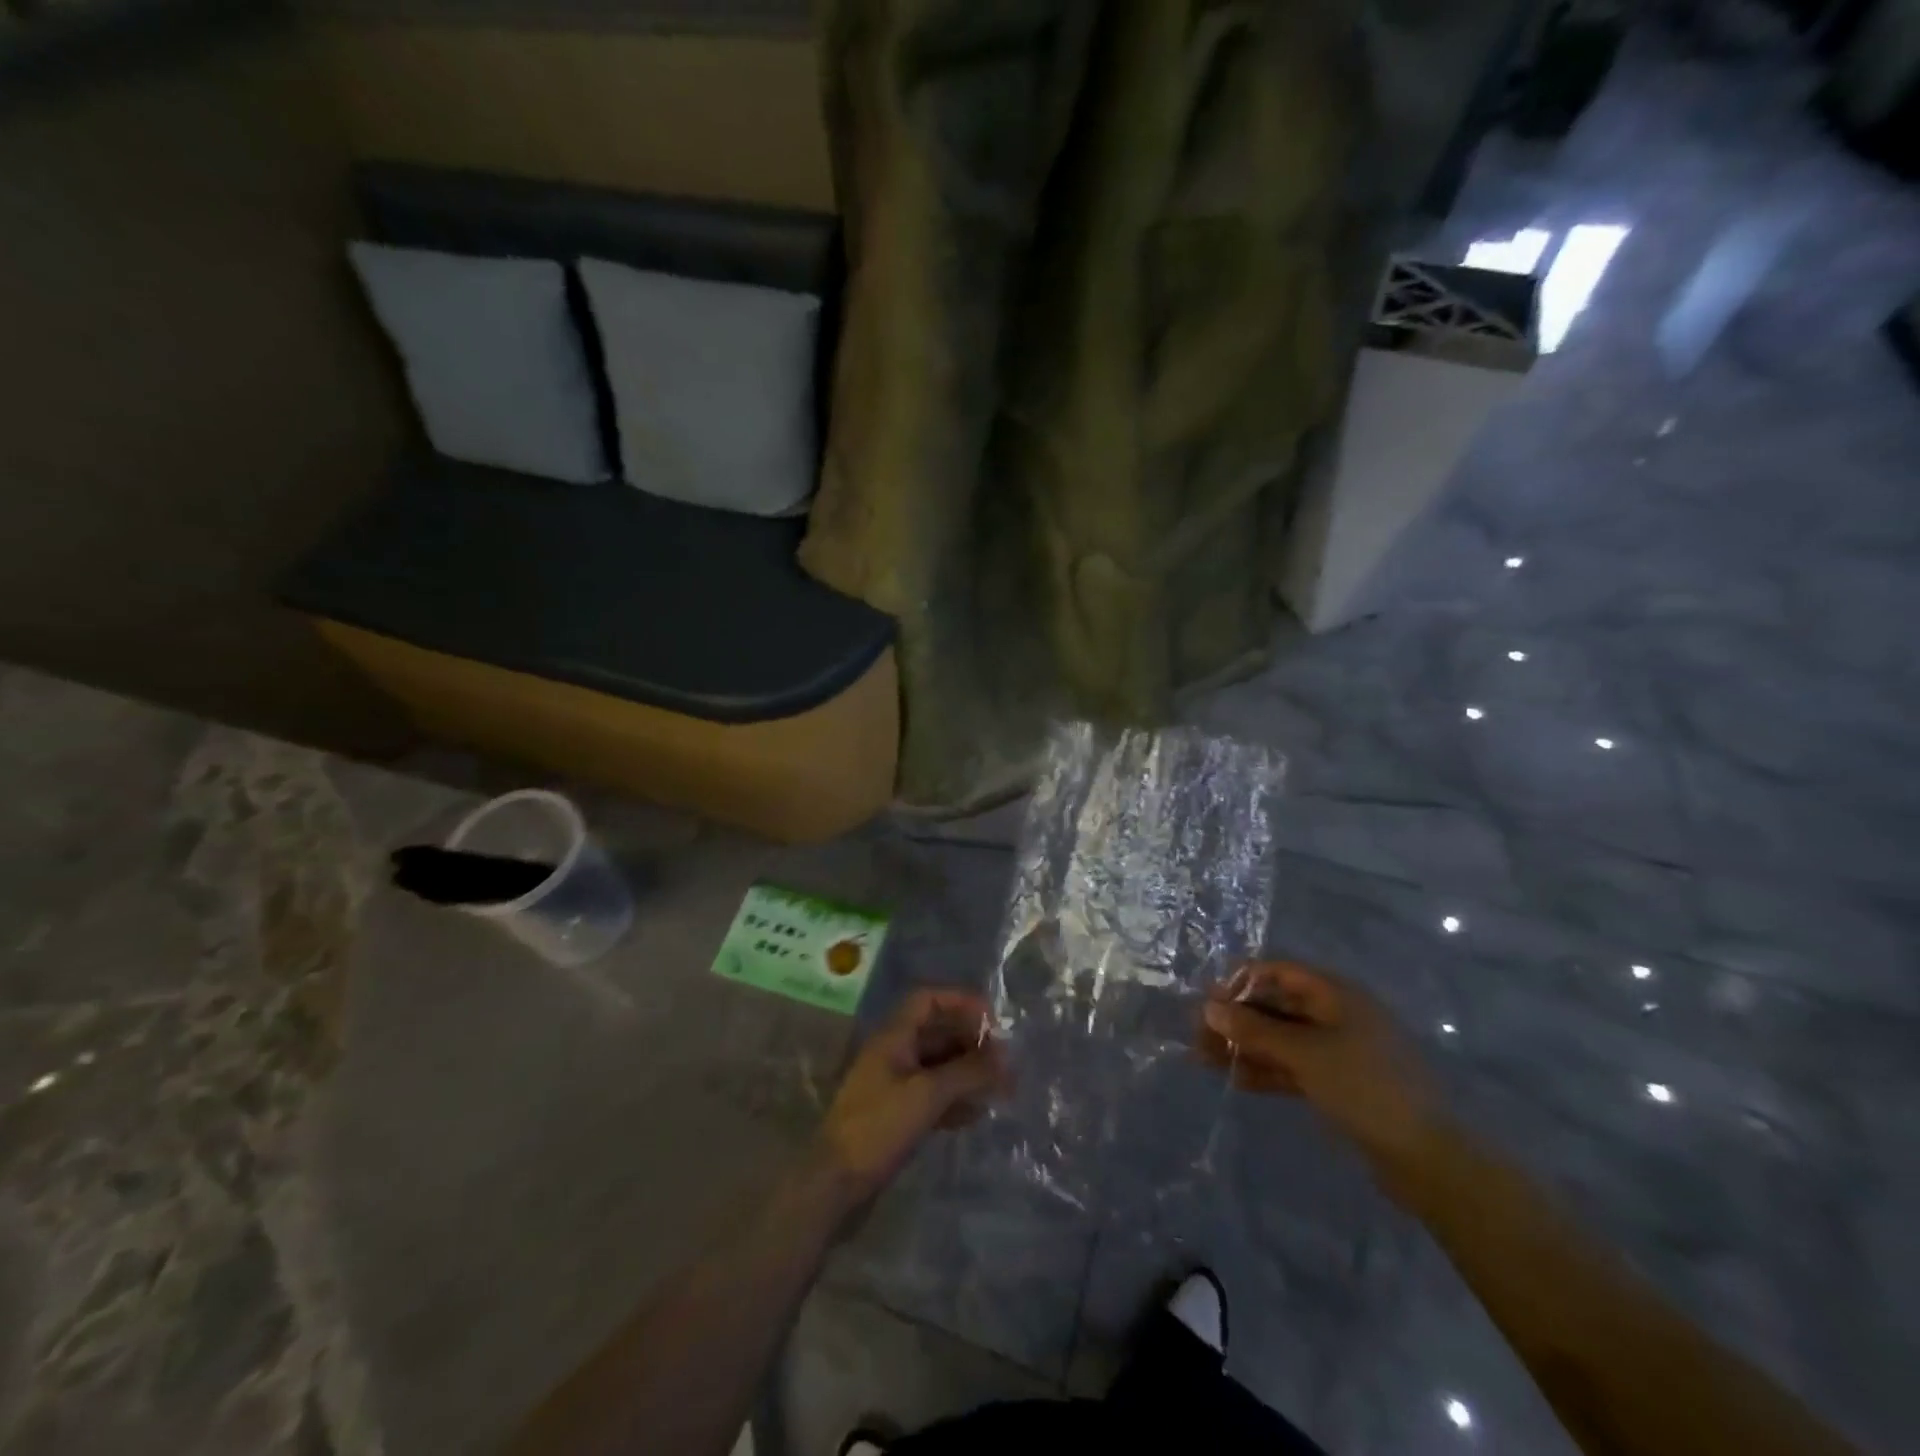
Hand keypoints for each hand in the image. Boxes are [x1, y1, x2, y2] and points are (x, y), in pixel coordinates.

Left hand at [814, 989, 1007, 1206]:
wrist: (834, 1182)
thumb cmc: (878, 1126)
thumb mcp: (927, 1094)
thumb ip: (967, 1072)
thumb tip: (1005, 1058)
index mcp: (893, 1036)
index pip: (928, 1000)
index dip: (960, 1001)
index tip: (992, 1019)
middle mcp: (894, 1052)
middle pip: (937, 1032)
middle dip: (971, 1042)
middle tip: (1003, 1062)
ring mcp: (894, 1083)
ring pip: (938, 1065)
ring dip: (967, 1072)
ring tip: (998, 1089)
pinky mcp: (896, 1113)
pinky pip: (932, 1094)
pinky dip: (954, 1098)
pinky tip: (975, 1115)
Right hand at [1196, 961, 1441, 1170]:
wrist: (1425, 1158)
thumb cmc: (1364, 1087)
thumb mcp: (1304, 1053)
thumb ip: (1254, 1030)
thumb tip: (1209, 1007)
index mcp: (1336, 995)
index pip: (1279, 973)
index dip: (1242, 982)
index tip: (1208, 1001)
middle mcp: (1335, 1015)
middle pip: (1276, 1006)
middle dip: (1237, 1019)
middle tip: (1198, 1036)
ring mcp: (1338, 1051)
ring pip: (1281, 1038)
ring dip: (1245, 1046)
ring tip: (1204, 1060)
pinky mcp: (1338, 1083)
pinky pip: (1293, 1066)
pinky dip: (1265, 1070)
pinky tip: (1236, 1080)